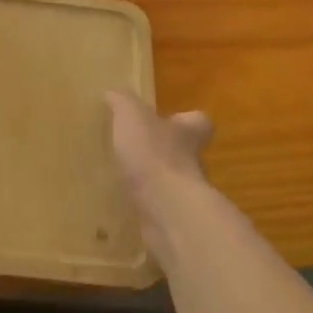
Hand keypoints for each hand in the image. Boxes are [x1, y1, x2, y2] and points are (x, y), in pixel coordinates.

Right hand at [105, 91, 212, 230]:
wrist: (167, 211)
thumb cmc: (153, 154)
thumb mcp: (132, 116)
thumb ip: (123, 102)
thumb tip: (113, 92)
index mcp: (188, 133)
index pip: (199, 121)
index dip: (186, 119)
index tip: (169, 119)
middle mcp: (194, 163)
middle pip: (186, 153)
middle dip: (165, 152)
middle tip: (137, 149)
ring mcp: (186, 195)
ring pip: (172, 182)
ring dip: (154, 180)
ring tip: (124, 177)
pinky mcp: (174, 220)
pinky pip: (159, 208)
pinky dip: (145, 206)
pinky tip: (123, 203)